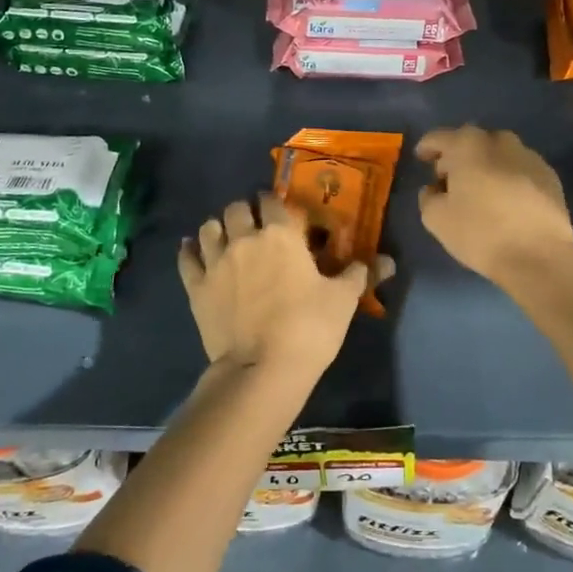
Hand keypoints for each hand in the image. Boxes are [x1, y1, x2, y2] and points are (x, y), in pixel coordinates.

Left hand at [178, 194, 393, 381]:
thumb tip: (385, 261)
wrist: (262, 370)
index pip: (272, 200)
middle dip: (246, 211)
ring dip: (219, 227)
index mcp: (280, 234)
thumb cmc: (309, 328)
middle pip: (236, 208)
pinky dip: (190, 250)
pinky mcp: (196, 288)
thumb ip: (359, 274)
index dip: (276, 202)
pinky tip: (193, 250)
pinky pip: (187, 258)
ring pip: (209, 227)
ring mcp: (215, 262)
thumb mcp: (343, 300)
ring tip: (227, 237)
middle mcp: (244, 239)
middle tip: (255, 226)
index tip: (282, 212)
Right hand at [416, 126, 572, 285]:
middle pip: (471, 141)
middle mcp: (500, 141)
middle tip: (450, 178)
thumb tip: (435, 189)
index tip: (421, 159)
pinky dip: (508, 177)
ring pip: (499, 153)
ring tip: (480, 189)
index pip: (439, 137)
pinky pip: (519, 169)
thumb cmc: (480, 232)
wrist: (539, 256)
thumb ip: (428, 196)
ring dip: (485, 165)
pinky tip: (506, 200)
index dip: (427, 148)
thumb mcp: (436, 218)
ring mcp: (529, 156)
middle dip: (458, 155)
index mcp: (468, 145)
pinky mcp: (550, 176)